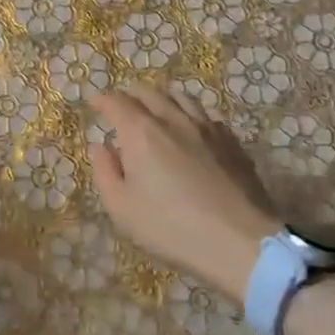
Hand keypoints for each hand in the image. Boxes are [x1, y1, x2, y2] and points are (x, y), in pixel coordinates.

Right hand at [88, 87, 282, 304]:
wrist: (239, 241)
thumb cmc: (171, 227)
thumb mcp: (122, 208)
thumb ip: (105, 172)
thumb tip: (100, 146)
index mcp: (141, 133)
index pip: (117, 103)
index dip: (102, 100)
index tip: (95, 102)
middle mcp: (172, 119)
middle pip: (148, 93)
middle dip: (129, 94)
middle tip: (121, 103)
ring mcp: (206, 127)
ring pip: (180, 97)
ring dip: (162, 97)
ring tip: (156, 106)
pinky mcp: (231, 141)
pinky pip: (206, 114)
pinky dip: (190, 112)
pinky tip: (191, 125)